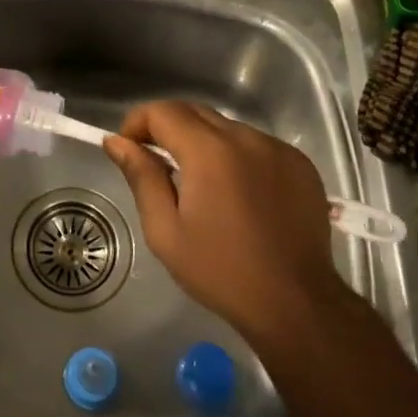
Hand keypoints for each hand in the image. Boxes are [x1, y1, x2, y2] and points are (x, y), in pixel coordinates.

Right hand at [103, 102, 346, 348]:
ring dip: (205, 143)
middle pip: (195, 112)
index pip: (163, 111)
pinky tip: (239, 193)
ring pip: (227, 128)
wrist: (296, 304)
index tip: (129, 149)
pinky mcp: (300, 164)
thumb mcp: (166, 231)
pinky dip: (238, 156)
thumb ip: (141, 177)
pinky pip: (257, 145)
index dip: (138, 122)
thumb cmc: (221, 271)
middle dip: (168, 128)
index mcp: (209, 151)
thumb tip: (116, 141)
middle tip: (158, 165)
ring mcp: (278, 148)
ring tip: (202, 185)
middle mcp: (245, 138)